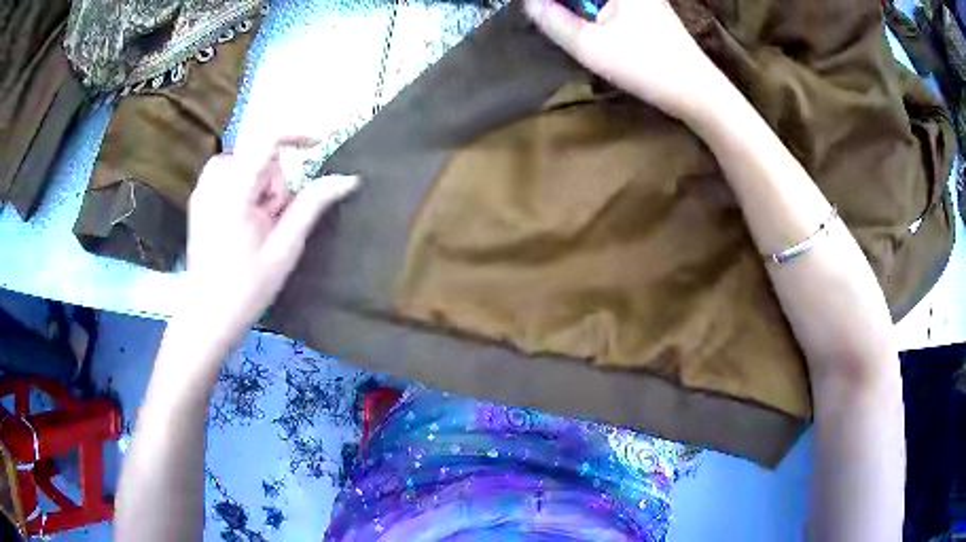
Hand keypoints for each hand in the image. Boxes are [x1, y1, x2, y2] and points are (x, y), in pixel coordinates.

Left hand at [176, 136, 358, 355]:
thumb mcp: (284, 248)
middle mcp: (213, 182)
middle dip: (274, 183)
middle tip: (272, 223)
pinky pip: (229, 175)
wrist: (206, 317)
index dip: (297, 134)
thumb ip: (312, 206)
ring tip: (257, 226)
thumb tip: (348, 179)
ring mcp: (202, 190)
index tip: (319, 144)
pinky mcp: (198, 199)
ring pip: (245, 165)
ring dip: (259, 188)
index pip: (267, 139)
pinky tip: (242, 222)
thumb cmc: (246, 289)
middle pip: (259, 157)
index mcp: (234, 192)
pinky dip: (244, 190)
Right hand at [524, 0, 723, 120]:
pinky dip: (592, 12)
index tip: (535, 10)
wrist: (698, 92)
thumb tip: (529, 3)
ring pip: (597, 1)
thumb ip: (553, 21)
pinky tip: (584, 26)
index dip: (549, 1)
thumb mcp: (590, 46)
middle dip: (562, 5)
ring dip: (576, 9)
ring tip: (557, 20)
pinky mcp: (648, 11)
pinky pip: (611, 6)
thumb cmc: (646, 66)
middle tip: (544, 16)